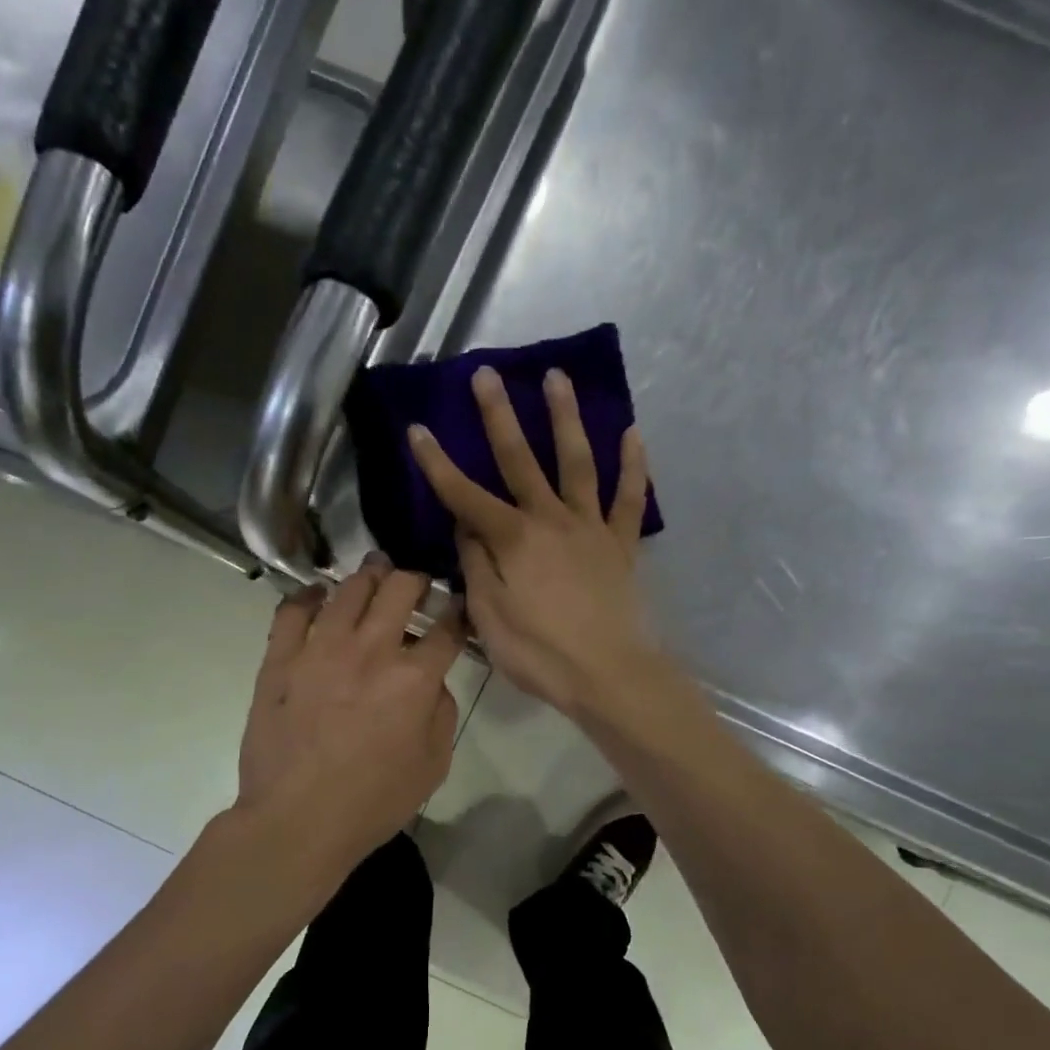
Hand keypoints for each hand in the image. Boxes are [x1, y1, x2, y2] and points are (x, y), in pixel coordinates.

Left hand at [236, 555, 465, 880]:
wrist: (297, 821)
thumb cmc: (373, 801)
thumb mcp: (433, 765)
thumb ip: (442, 713)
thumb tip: (432, 682)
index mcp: (414, 679)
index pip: (446, 629)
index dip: (458, 613)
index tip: (458, 607)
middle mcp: (370, 650)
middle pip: (399, 589)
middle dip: (415, 579)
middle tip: (416, 584)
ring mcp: (320, 649)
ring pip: (348, 589)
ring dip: (368, 576)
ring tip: (374, 573)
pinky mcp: (280, 659)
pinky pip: (292, 611)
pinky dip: (307, 595)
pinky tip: (317, 594)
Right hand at [408, 365, 659, 713]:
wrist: (609, 675)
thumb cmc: (540, 652)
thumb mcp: (489, 616)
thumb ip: (477, 566)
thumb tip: (466, 529)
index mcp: (513, 540)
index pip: (465, 495)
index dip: (437, 463)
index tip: (418, 429)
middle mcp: (551, 520)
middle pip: (521, 460)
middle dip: (499, 417)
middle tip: (488, 374)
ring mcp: (590, 528)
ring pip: (577, 463)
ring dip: (565, 418)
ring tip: (557, 378)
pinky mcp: (621, 544)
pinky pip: (629, 499)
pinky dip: (632, 465)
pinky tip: (632, 432)